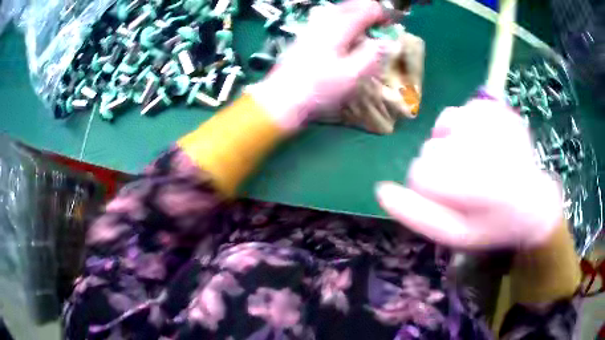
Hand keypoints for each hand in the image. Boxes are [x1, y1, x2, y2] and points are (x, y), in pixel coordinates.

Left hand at [248, 0, 387, 130]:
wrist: (283, 98)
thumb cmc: (319, 89)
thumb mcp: (352, 76)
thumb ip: (371, 55)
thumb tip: (386, 42)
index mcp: (339, 28)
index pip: (366, 8)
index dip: (382, 14)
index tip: (392, 26)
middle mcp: (324, 22)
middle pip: (351, 4)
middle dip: (369, 11)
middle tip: (380, 25)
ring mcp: (312, 27)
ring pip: (338, 10)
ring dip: (355, 14)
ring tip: (365, 28)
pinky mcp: (305, 35)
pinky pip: (327, 18)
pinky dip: (342, 19)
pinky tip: (344, 34)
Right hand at [376, 99, 562, 248]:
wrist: (533, 203)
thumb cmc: (493, 225)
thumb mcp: (454, 235)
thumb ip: (417, 216)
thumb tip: (381, 190)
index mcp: (475, 185)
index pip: (420, 174)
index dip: (428, 191)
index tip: (451, 202)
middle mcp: (485, 147)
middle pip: (430, 149)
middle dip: (441, 169)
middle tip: (468, 186)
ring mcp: (494, 122)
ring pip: (443, 125)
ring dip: (450, 145)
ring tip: (474, 163)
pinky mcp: (499, 109)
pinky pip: (461, 110)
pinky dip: (463, 126)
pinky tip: (479, 144)